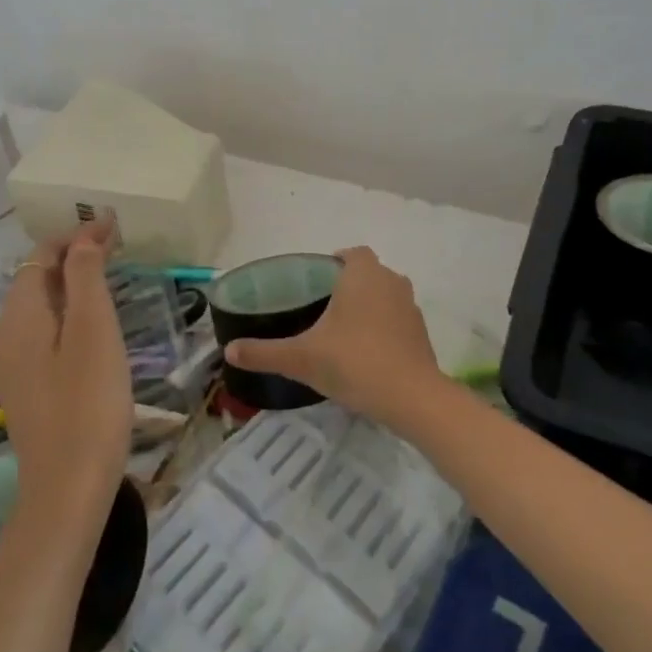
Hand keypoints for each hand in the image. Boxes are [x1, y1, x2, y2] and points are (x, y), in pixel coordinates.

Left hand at [0, 218, 130, 529]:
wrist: (67, 489)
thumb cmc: (88, 404)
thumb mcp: (93, 331)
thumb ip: (86, 276)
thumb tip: (86, 232)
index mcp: (17, 316)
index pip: (40, 255)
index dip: (76, 235)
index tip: (116, 227)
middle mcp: (5, 334)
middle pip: (36, 278)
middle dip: (74, 256)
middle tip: (119, 247)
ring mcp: (12, 363)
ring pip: (41, 305)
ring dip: (72, 284)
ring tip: (112, 276)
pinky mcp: (27, 385)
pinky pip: (44, 331)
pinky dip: (69, 312)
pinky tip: (95, 324)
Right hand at [225, 247, 447, 432]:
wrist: (411, 397)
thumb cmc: (354, 363)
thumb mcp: (301, 358)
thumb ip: (264, 352)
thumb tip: (229, 350)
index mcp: (362, 274)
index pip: (351, 253)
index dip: (335, 263)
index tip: (316, 283)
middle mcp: (390, 281)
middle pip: (369, 273)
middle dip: (349, 286)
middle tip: (322, 310)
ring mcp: (410, 306)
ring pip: (385, 296)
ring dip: (368, 307)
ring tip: (343, 333)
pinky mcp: (421, 333)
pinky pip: (397, 320)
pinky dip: (383, 329)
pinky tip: (366, 354)